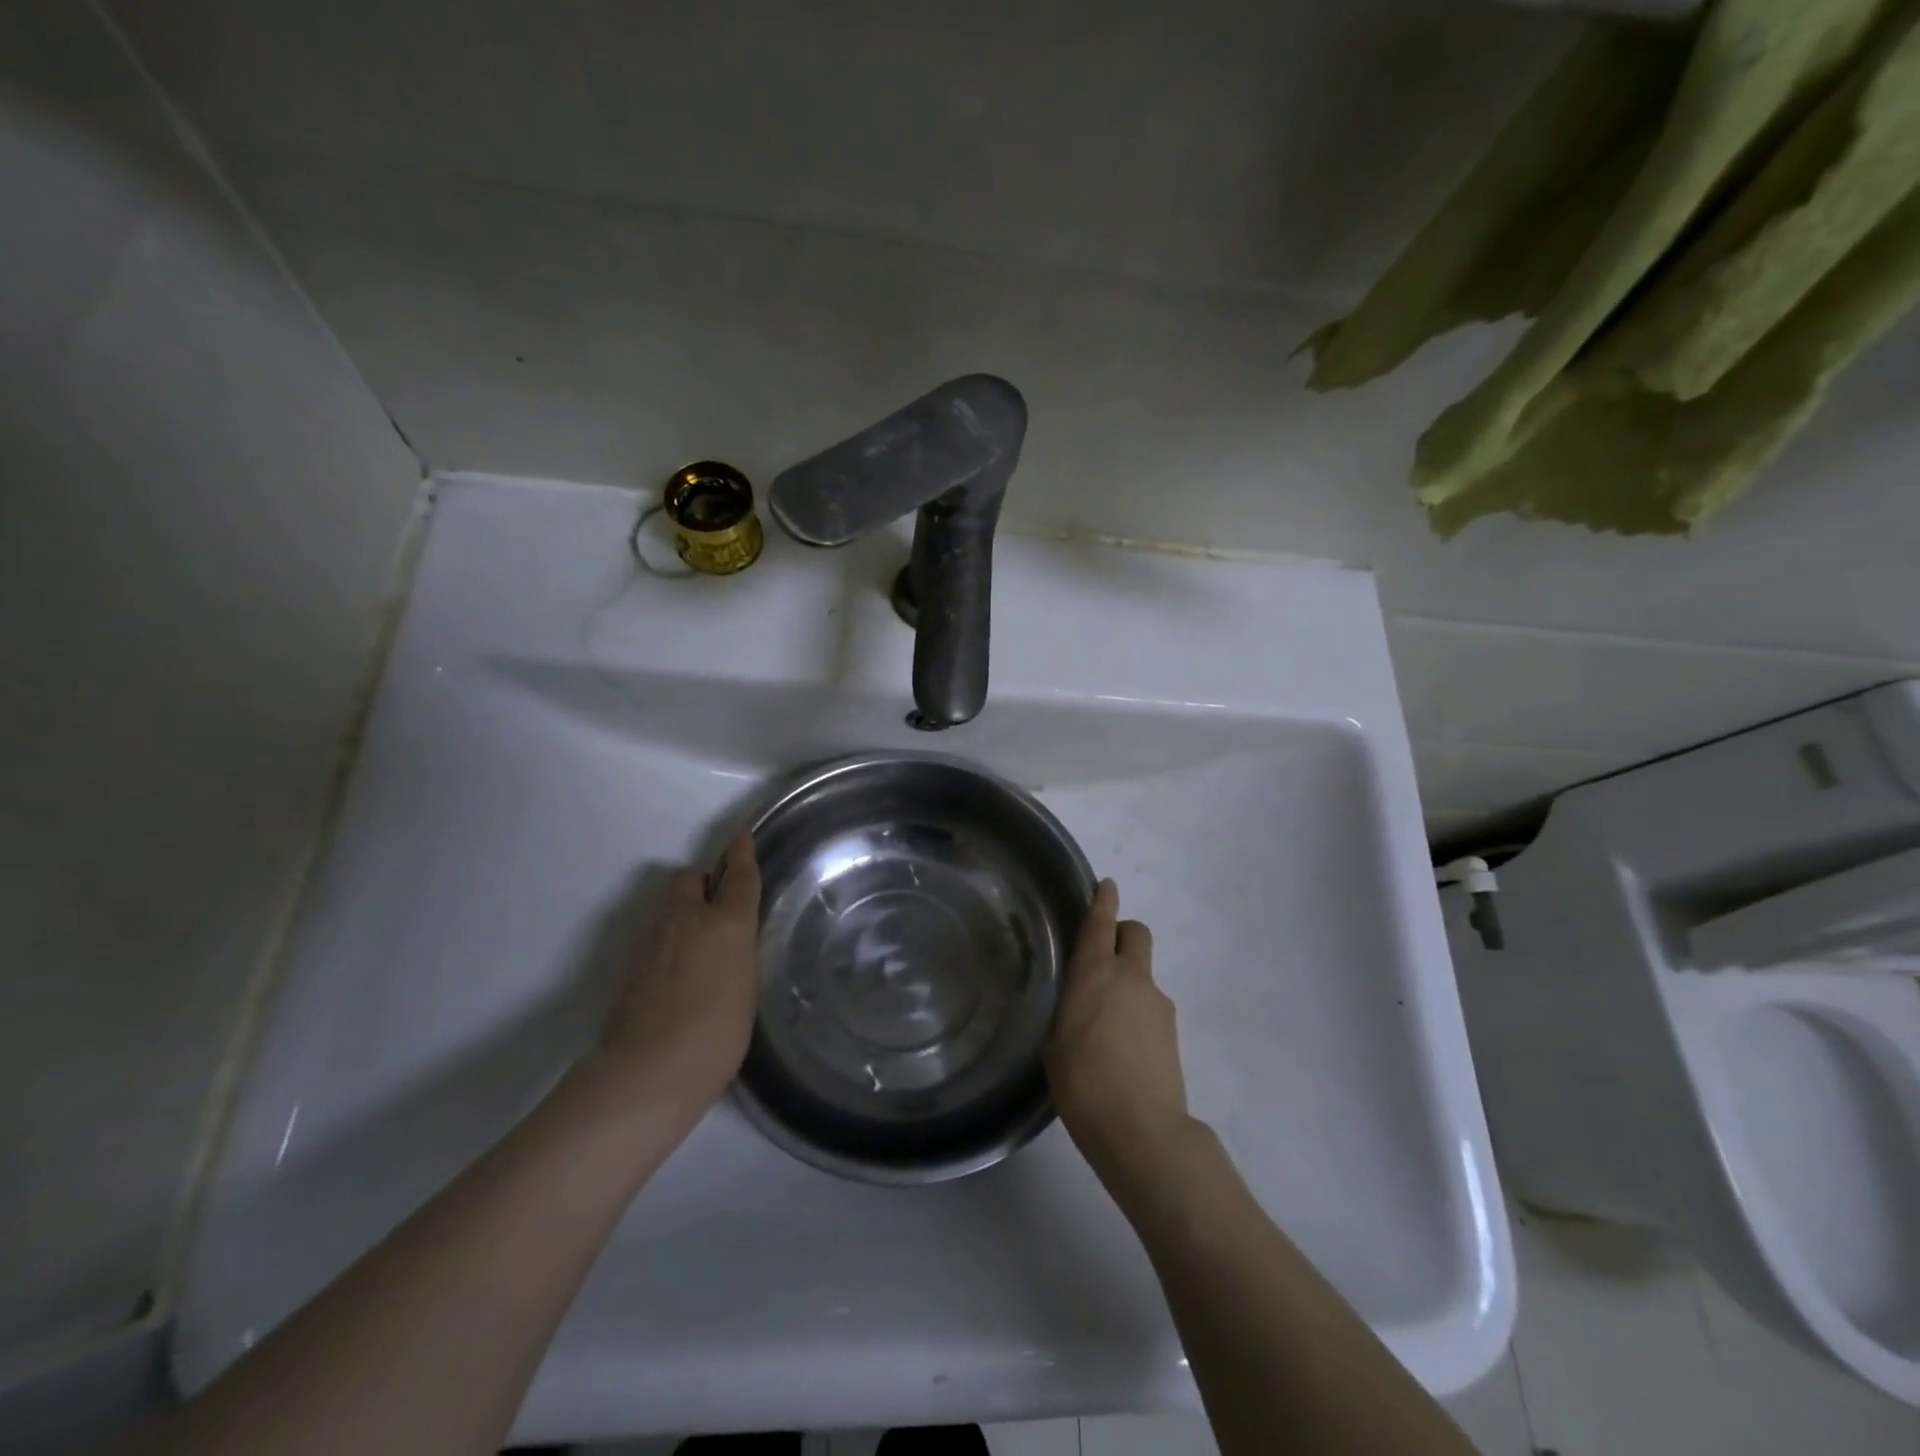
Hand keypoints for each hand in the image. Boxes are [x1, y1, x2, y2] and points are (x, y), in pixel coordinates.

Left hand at [595, 831, 762, 1123]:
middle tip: (715, 905)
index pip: (738, 876)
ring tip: (697, 948)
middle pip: (688, 878)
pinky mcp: (629, 965)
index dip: (742, 853)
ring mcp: (651, 940)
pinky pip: (654, 936)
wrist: (647, 1072)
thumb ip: (738, 955)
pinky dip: (667, 943)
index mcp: (725, 924)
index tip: (742, 835)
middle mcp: (686, 920)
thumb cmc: (716, 1035)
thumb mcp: (746, 989)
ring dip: (682, 913)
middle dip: (701, 881)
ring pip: (668, 907)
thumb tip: (728, 945)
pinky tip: (676, 976)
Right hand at [1044, 879, 1194, 1191]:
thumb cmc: (1082, 1083)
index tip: (1106, 885)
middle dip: (1122, 934)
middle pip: (1136, 933)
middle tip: (1103, 960)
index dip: (1103, 899)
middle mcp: (1130, 977)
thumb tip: (1075, 1003)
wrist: (1141, 1130)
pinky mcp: (1172, 1030)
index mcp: (1095, 973)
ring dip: (1128, 982)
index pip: (1101, 923)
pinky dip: (1138, 1013)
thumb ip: (1066, 1010)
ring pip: (1143, 973)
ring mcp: (1157, 1002)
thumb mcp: (1055, 1043)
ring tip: (1107, 1024)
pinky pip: (1151, 1005)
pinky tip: (1124, 1049)